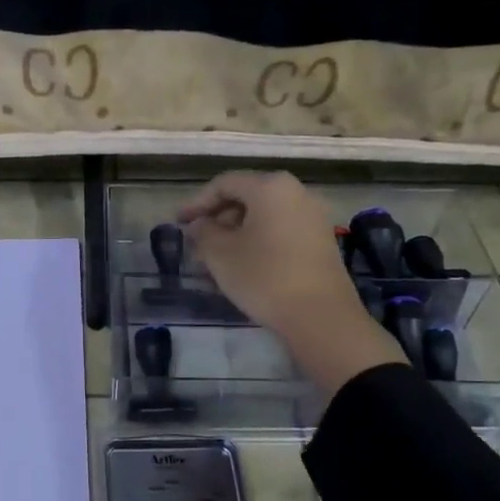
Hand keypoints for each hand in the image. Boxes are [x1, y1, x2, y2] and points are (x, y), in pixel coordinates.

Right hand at [177, 170, 402, 398]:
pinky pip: (281, 230)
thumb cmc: (264, 276)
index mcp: (271, 187)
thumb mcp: (220, 254)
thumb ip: (203, 232)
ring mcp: (313, 217)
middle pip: (247, 197)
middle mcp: (296, 193)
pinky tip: (243, 266)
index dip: (197, 202)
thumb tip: (199, 225)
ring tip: (216, 259)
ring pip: (264, 216)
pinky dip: (258, 241)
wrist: (321, 316)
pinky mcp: (321, 241)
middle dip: (217, 219)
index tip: (178, 223)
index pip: (224, 184)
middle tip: (196, 243)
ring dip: (236, 233)